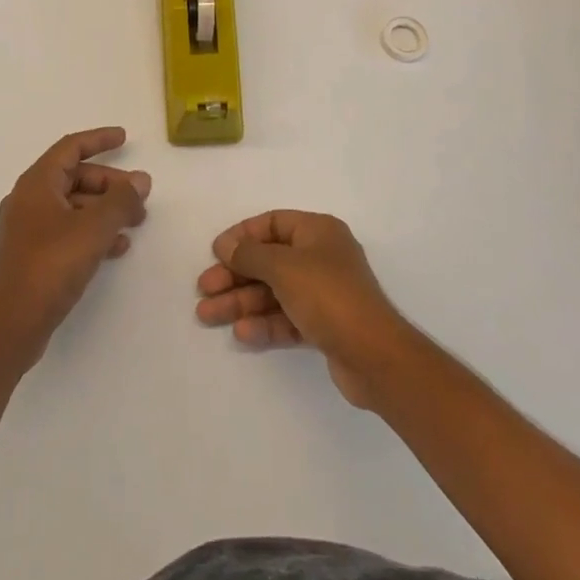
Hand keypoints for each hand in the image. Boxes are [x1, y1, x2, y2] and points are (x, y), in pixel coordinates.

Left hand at [0, 127, 150, 368]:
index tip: (125, 138)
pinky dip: (93, 232)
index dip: (99, 140)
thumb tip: (141, 180)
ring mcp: (29, 229)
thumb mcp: (93, 229)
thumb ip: (120, 201)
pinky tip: (117, 247)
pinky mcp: (33, 255)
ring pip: (74, 206)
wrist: (10, 326)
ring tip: (136, 222)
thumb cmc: (50, 266)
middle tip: (140, 196)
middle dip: (110, 184)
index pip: (71, 147)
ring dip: (105, 210)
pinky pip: (69, 230)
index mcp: (37, 183)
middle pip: (75, 177)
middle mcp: (30, 199)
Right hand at [195, 210, 415, 407]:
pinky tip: (241, 333)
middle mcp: (321, 257)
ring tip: (207, 315)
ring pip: (274, 291)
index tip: (216, 252)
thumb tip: (225, 245)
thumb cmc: (328, 295)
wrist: (375, 356)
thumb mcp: (283, 267)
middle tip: (204, 289)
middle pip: (269, 260)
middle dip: (235, 275)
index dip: (242, 236)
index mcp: (317, 231)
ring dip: (241, 302)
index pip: (272, 223)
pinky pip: (286, 317)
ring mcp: (323, 293)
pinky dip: (264, 323)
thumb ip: (250, 254)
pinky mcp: (324, 326)